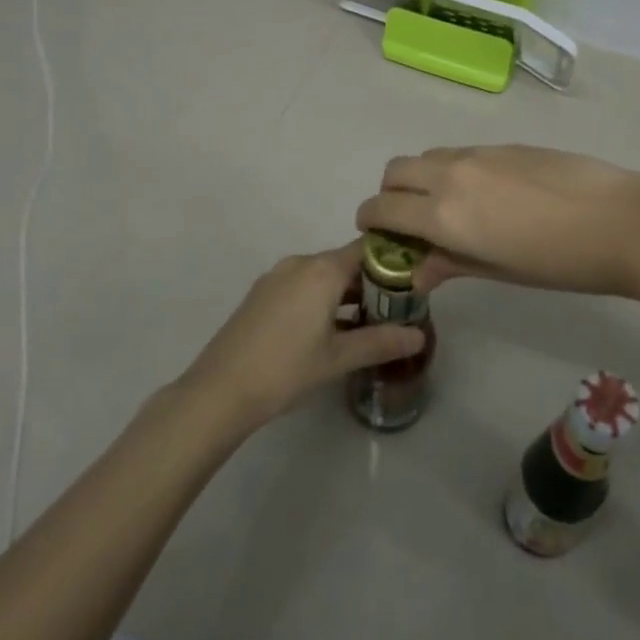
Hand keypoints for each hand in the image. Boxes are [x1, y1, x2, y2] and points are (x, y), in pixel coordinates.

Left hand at [174, 242, 425, 437]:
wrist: (220, 390)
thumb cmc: (286, 369)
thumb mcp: (338, 358)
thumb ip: (380, 342)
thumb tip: (419, 336)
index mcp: (322, 270)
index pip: (367, 249)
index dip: (392, 261)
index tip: (412, 282)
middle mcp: (300, 263)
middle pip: (345, 261)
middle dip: (370, 282)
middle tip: (394, 310)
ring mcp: (276, 276)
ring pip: (322, 275)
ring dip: (344, 293)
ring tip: (366, 323)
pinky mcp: (261, 294)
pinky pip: (301, 285)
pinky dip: (320, 299)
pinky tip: (328, 330)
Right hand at [356, 145, 639, 297]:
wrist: (619, 220)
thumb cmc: (559, 262)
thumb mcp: (498, 271)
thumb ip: (449, 264)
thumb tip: (416, 272)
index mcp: (443, 215)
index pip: (382, 209)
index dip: (369, 221)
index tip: (376, 234)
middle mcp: (449, 176)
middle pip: (395, 172)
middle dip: (390, 195)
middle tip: (410, 220)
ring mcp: (476, 155)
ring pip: (427, 157)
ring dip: (421, 178)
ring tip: (448, 205)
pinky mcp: (502, 145)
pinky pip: (458, 152)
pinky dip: (451, 169)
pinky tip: (485, 193)